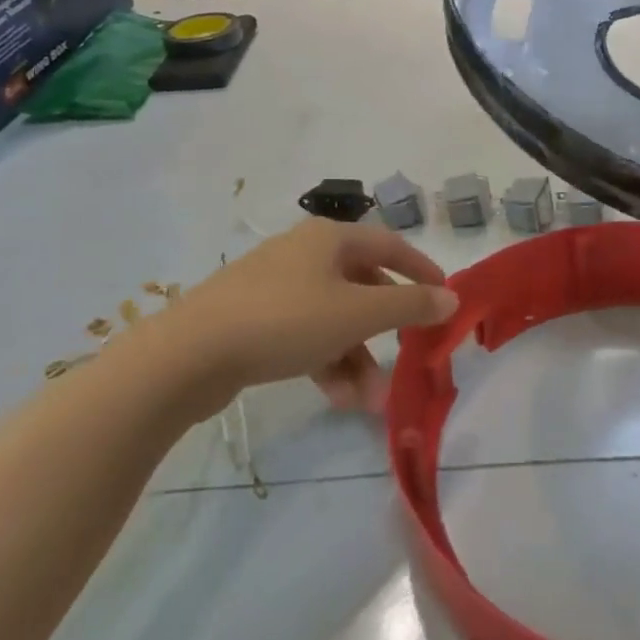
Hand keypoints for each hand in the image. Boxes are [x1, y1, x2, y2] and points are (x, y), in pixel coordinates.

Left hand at [160, 219, 457, 410]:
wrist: (188, 355)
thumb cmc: (285, 320)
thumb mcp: (356, 313)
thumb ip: (408, 305)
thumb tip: (450, 298)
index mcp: (329, 239)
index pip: (390, 245)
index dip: (421, 269)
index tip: (444, 298)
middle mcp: (304, 254)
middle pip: (362, 286)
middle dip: (386, 329)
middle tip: (407, 357)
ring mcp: (276, 287)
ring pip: (334, 318)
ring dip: (357, 357)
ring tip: (369, 401)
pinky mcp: (254, 320)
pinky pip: (306, 336)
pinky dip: (326, 361)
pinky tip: (337, 398)